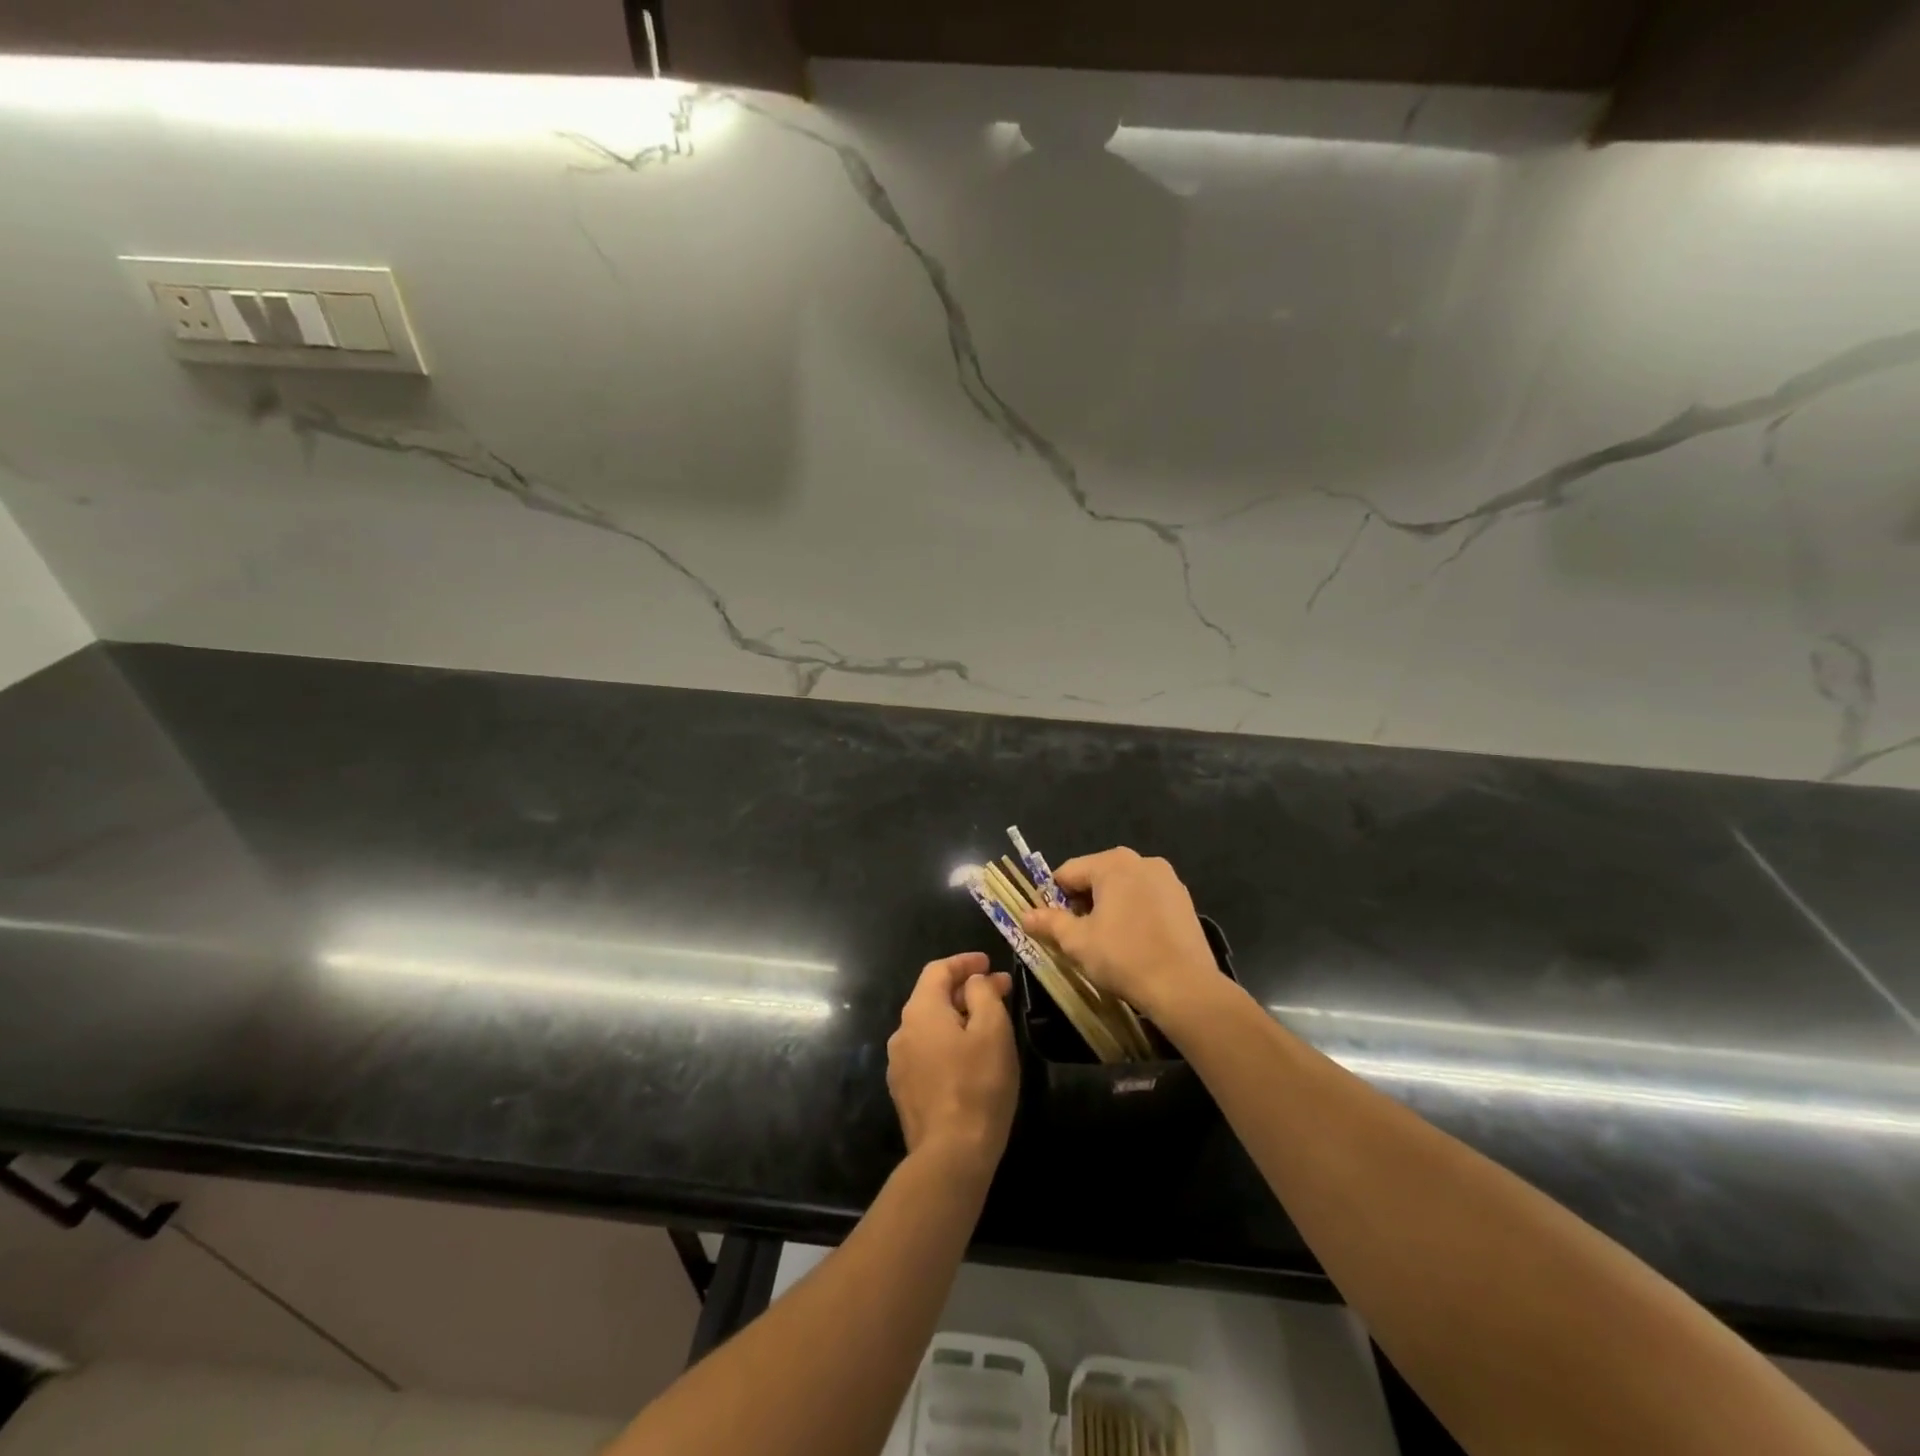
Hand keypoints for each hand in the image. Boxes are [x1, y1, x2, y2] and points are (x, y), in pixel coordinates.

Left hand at [886, 953, 1018, 1182]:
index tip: (989, 962)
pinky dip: (947, 1042)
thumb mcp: (992, 1030)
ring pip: (929, 1026)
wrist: (951, 1155)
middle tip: (998, 991)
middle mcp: (902, 1031)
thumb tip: (974, 981)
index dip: (964, 962)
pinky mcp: (905, 1091)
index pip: (938, 970)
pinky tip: (969, 1057)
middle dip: (965, 989)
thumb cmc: (978, 1084)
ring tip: (987, 1023)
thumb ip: (983, 994)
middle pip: (931, 996)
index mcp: (920, 1011)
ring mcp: (899, 1064)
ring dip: (957, 1016)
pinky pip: (927, 1052)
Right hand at [1021, 848, 1222, 1024]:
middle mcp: (1142, 861)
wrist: (1184, 987)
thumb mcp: (1077, 942)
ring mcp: (1168, 879)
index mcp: (1112, 863)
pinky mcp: (1184, 900)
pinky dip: (1134, 913)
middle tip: (1078, 936)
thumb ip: (1049, 923)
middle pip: (1097, 876)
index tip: (1051, 925)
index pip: (1068, 873)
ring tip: (1106, 941)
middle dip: (1083, 902)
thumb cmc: (1123, 957)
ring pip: (1123, 888)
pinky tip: (1134, 942)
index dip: (1053, 898)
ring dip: (1109, 907)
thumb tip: (1025, 915)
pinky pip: (1147, 899)